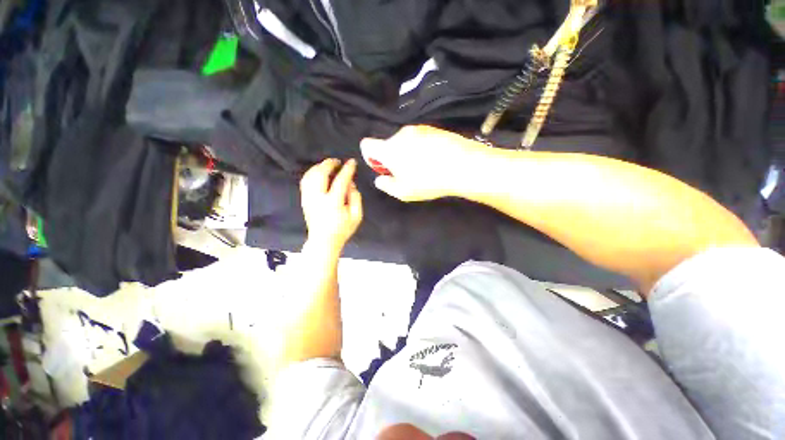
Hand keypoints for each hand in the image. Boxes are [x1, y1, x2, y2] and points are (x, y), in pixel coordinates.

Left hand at [300, 159, 363, 253]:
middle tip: (337, 161)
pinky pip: (305, 181)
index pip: (340, 181)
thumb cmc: (343, 230)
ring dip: (319, 167)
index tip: (352, 162)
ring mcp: (308, 198)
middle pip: (320, 174)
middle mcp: (318, 198)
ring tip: (328, 165)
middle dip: (329, 164)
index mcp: (333, 203)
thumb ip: (356, 198)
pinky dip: (312, 173)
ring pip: (310, 175)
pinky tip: (318, 173)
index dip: (347, 169)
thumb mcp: (357, 216)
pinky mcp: (304, 200)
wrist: (323, 242)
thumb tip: (351, 183)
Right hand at [360, 125, 490, 201]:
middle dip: (393, 157)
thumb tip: (380, 179)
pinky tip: (435, 159)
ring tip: (425, 167)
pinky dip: (422, 148)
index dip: (371, 156)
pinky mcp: (434, 128)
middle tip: (407, 172)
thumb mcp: (403, 192)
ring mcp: (419, 129)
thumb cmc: (428, 181)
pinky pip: (421, 138)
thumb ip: (386, 185)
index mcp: (389, 149)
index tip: (383, 167)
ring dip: (408, 152)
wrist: (463, 165)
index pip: (367, 145)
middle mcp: (401, 134)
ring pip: (406, 141)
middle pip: (389, 144)